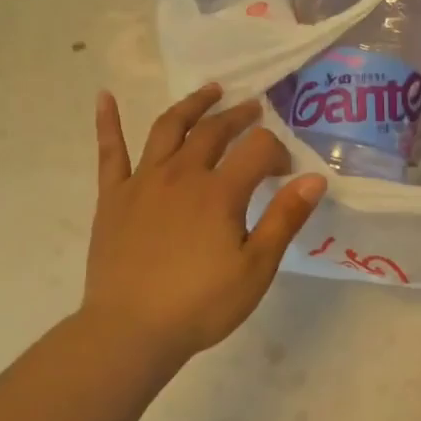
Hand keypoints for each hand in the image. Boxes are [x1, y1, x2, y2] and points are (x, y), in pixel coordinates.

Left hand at [84, 84, 324, 370]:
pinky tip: (105, 97)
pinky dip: (108, 121)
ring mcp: (143, 181)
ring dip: (191, 105)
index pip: (257, 149)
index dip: (277, 152)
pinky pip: (110, 151)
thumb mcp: (256, 267)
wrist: (131, 330)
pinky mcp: (113, 196)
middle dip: (238, 116)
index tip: (285, 171)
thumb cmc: (201, 304)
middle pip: (214, 130)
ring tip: (209, 91)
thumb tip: (315, 178)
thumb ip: (285, 218)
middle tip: (253, 108)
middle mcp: (181, 174)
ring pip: (168, 128)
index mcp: (219, 192)